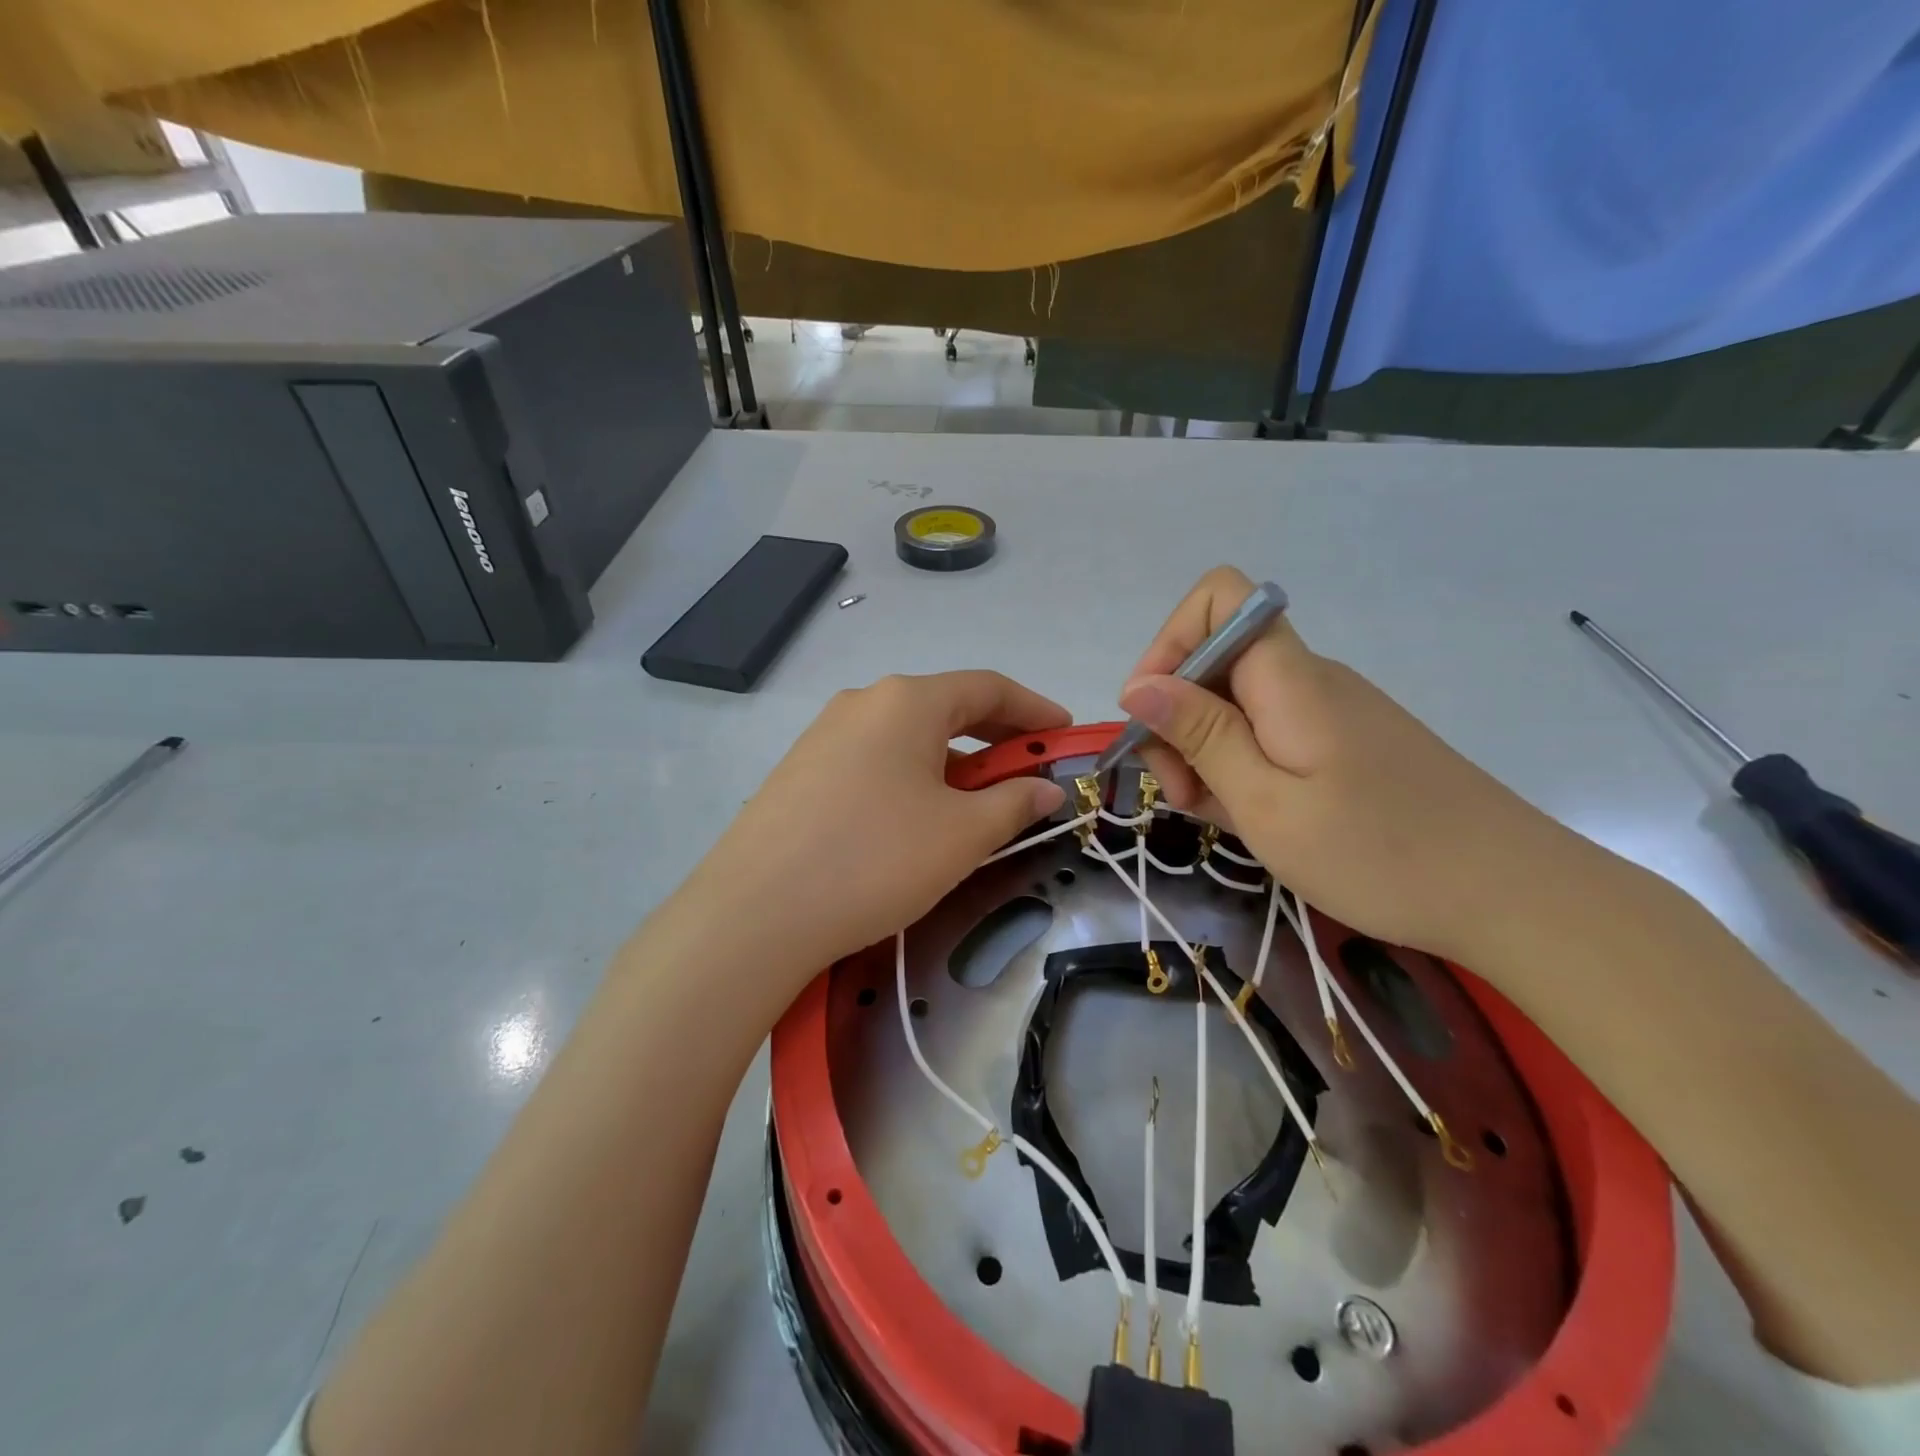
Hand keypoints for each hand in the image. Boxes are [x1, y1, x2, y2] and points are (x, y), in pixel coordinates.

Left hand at [673, 672, 1068, 985]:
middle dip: (994, 736)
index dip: (1034, 709)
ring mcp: (824, 734)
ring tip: (974, 803)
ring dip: (951, 760)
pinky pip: (873, 760)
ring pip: (906, 736)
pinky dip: (911, 776)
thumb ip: (1013, 803)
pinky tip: (914, 818)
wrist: (757, 911)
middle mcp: (863, 702)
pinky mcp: (800, 770)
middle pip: (945, 707)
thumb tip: (1045, 789)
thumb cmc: (877, 859)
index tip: (1063, 734)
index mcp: (907, 701)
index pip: (988, 687)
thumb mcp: (962, 834)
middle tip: (1027, 769)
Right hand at [1120, 567, 1587, 961]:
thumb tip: (1139, 686)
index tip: (1151, 715)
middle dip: (1177, 721)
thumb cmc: (1379, 852)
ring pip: (1237, 706)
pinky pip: (1269, 736)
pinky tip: (1255, 819)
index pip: (1217, 599)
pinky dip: (1242, 770)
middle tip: (1183, 795)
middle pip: (1215, 662)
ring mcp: (1328, 712)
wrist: (1514, 895)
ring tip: (1220, 818)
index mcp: (1288, 677)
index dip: (1168, 643)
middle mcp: (1306, 679)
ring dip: (1206, 754)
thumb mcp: (1266, 802)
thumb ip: (1201, 735)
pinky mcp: (1343, 744)